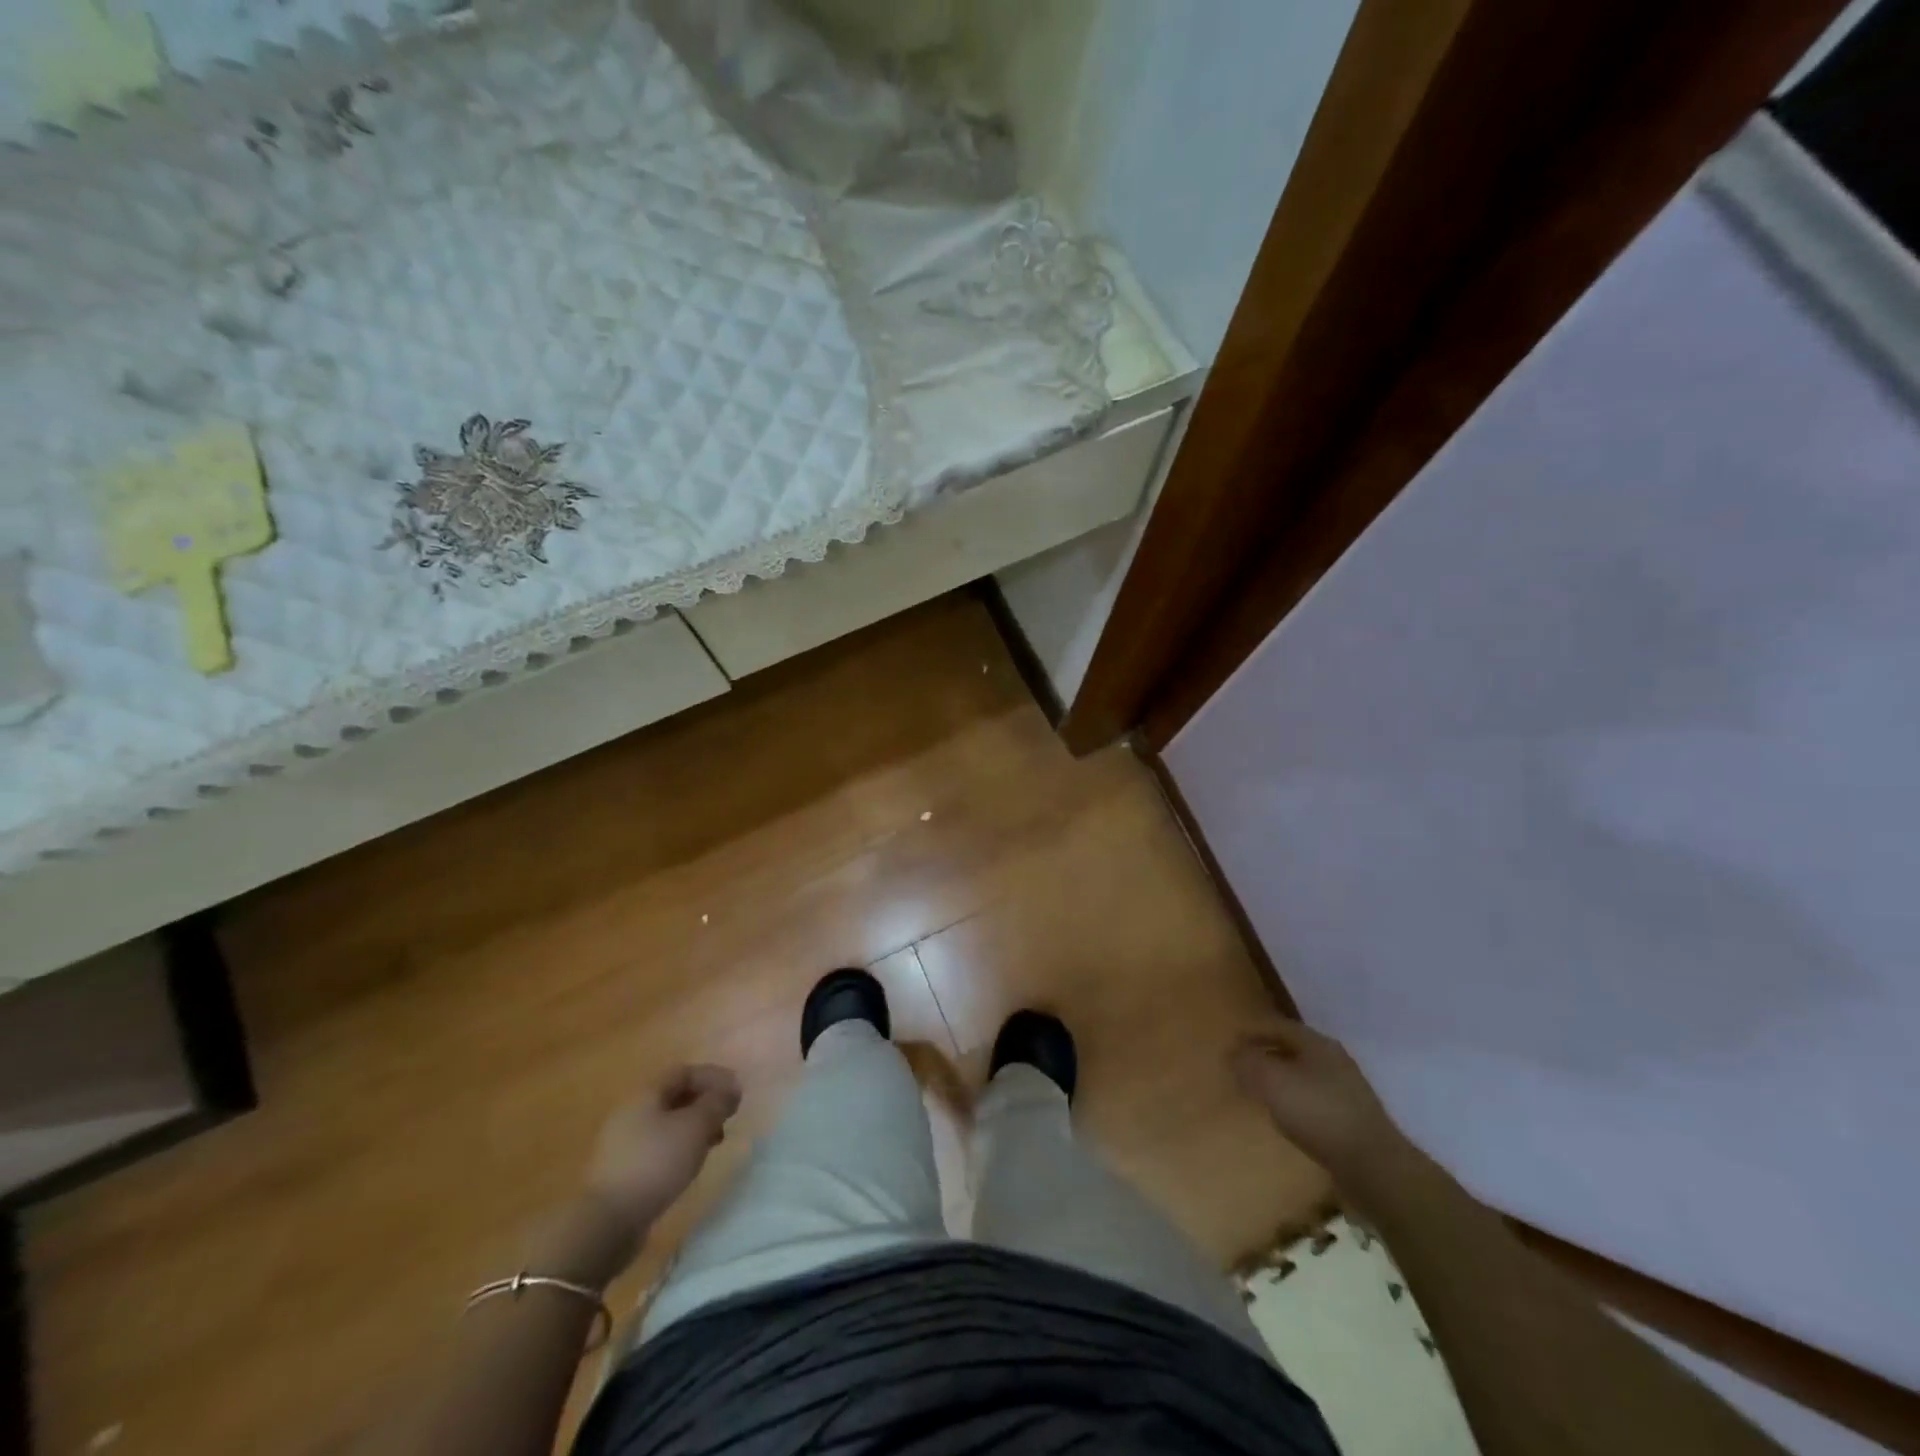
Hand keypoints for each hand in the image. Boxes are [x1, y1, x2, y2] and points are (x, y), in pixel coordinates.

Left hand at [585, 1064, 741, 1234]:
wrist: (607, 1222)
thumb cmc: (656, 1163)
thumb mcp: (695, 1127)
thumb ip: (716, 1103)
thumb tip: (731, 1088)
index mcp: (646, 1094)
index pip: (684, 1072)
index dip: (713, 1076)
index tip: (737, 1091)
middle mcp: (632, 1112)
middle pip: (675, 1096)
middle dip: (705, 1101)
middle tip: (729, 1115)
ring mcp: (624, 1142)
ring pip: (668, 1123)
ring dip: (695, 1126)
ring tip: (716, 1141)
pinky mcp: (623, 1170)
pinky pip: (659, 1146)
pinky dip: (681, 1146)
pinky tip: (691, 1163)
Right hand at [1233, 1021, 1413, 1195]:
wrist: (1373, 1166)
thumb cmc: (1317, 1113)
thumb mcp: (1271, 1082)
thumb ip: (1248, 1062)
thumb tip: (1234, 1054)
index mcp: (1317, 1043)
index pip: (1278, 1026)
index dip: (1252, 1033)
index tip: (1231, 1045)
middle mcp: (1335, 1060)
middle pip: (1293, 1049)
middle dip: (1266, 1056)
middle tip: (1242, 1068)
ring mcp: (1348, 1090)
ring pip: (1304, 1075)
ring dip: (1281, 1080)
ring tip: (1260, 1094)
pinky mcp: (1353, 1119)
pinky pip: (1315, 1100)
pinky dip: (1296, 1102)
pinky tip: (1286, 1118)